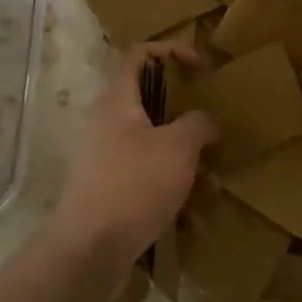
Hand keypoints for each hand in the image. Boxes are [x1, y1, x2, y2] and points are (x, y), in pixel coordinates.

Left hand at [52, 45, 217, 271]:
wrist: (88, 250)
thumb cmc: (134, 184)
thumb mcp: (178, 147)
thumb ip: (197, 124)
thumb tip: (203, 122)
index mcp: (118, 100)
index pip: (139, 54)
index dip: (171, 51)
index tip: (201, 67)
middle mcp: (109, 123)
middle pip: (151, 103)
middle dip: (187, 118)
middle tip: (212, 129)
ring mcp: (108, 158)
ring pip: (155, 146)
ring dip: (186, 162)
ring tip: (213, 186)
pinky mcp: (112, 190)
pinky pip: (149, 179)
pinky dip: (172, 190)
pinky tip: (194, 219)